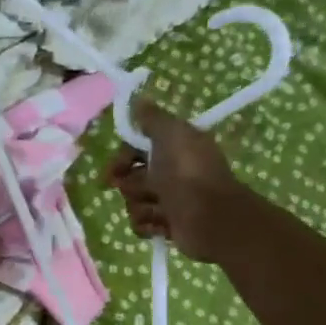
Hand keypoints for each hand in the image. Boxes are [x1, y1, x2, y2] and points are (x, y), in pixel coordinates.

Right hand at [105, 98, 249, 261]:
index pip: (133, 151)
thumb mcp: (171, 134)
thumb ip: (153, 118)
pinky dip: (147, 224)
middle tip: (146, 187)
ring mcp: (168, 201)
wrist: (209, 215)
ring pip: (132, 202)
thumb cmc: (188, 172)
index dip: (122, 158)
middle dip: (131, 185)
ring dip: (141, 206)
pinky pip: (140, 224)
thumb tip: (139, 100)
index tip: (116, 167)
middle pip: (129, 178)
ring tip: (160, 208)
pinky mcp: (165, 225)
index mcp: (172, 149)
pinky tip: (161, 223)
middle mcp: (169, 173)